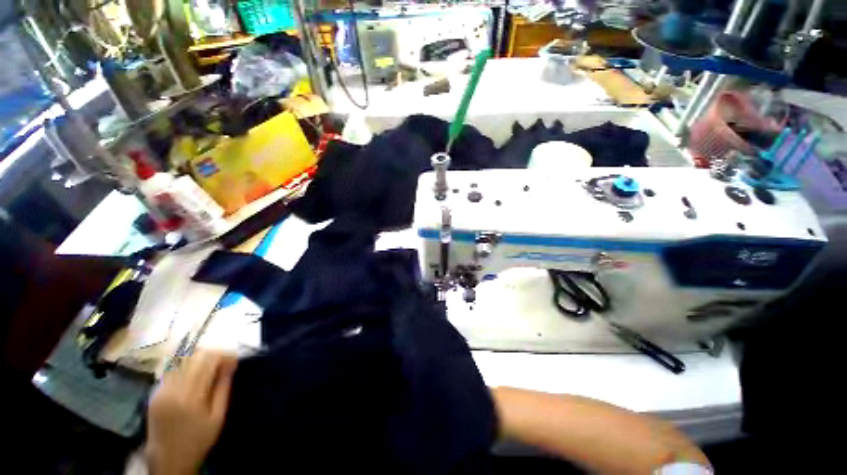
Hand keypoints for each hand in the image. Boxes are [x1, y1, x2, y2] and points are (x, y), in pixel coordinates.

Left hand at [145, 351, 237, 474]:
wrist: (168, 460)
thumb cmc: (198, 440)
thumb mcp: (218, 416)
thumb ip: (223, 388)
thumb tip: (231, 363)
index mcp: (190, 396)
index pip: (207, 361)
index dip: (223, 355)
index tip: (233, 360)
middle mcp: (172, 389)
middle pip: (192, 356)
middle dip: (211, 354)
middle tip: (223, 362)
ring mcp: (160, 390)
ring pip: (179, 360)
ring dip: (197, 357)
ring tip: (209, 365)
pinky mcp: (154, 393)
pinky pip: (171, 370)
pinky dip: (185, 366)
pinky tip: (194, 373)